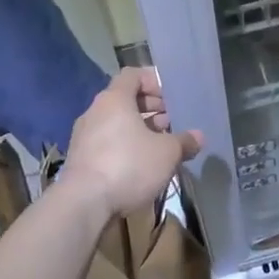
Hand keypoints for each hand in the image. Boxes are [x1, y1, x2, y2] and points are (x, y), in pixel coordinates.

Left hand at [62, 68, 201, 216]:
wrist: (83, 204)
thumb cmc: (128, 165)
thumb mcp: (166, 153)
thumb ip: (184, 141)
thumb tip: (199, 137)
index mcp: (114, 99)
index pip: (133, 75)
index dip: (153, 81)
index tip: (171, 97)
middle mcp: (95, 112)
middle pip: (124, 99)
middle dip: (150, 107)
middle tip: (171, 121)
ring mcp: (84, 136)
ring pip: (116, 123)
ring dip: (138, 129)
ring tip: (160, 144)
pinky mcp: (80, 159)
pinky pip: (106, 143)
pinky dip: (124, 146)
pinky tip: (141, 164)